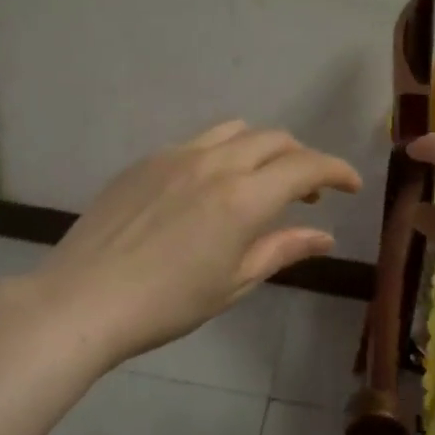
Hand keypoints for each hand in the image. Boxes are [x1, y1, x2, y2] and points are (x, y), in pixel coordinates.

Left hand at [35, 121, 360, 367]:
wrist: (83, 300)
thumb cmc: (167, 303)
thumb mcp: (234, 282)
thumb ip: (283, 249)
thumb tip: (324, 236)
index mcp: (243, 197)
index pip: (305, 167)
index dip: (336, 171)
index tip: (351, 185)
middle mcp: (214, 163)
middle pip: (274, 139)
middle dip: (301, 159)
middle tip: (307, 194)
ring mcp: (175, 156)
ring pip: (235, 131)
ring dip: (262, 149)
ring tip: (260, 182)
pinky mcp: (145, 161)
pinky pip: (197, 142)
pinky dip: (222, 154)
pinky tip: (210, 189)